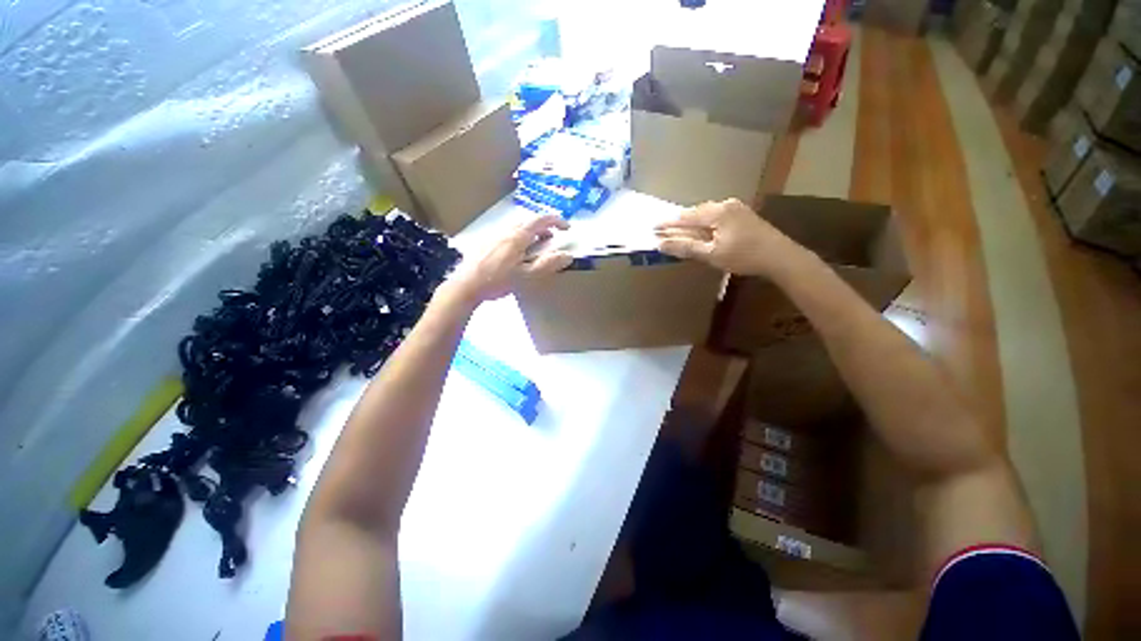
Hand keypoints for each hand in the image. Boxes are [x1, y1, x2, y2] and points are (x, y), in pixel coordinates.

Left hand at [447, 214, 573, 303]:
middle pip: (528, 221)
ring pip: (517, 227)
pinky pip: (507, 233)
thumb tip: (567, 255)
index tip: (566, 228)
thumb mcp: (526, 276)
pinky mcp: (485, 242)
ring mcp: (494, 235)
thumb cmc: (497, 281)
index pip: (541, 220)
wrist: (466, 285)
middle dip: (544, 227)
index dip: (556, 221)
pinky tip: (515, 254)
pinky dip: (519, 237)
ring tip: (535, 248)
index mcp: (517, 237)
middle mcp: (505, 231)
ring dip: (531, 232)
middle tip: (551, 240)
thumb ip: (547, 264)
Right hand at [654, 198, 805, 277]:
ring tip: (679, 230)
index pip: (685, 217)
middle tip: (664, 229)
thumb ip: (685, 247)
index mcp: (717, 212)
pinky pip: (717, 215)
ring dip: (692, 222)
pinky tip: (702, 230)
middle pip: (696, 212)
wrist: (780, 257)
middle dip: (679, 222)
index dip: (668, 223)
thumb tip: (661, 243)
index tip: (653, 227)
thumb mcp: (711, 254)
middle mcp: (726, 204)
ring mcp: (736, 208)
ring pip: (707, 213)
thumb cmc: (744, 256)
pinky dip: (705, 223)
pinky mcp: (743, 214)